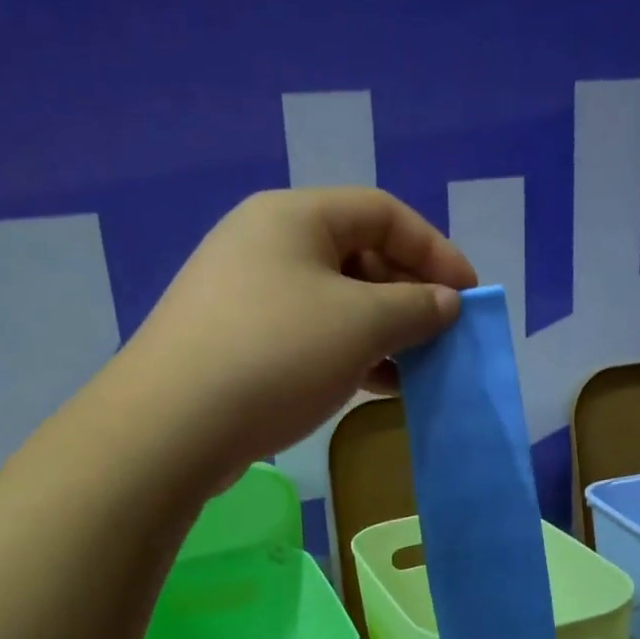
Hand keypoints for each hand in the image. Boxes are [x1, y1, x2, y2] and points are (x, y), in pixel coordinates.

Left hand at [121, 188, 477, 478]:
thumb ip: (415, 307)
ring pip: (332, 301)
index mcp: (294, 216)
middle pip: (356, 255)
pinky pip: (305, 333)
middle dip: (407, 296)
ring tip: (413, 370)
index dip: (435, 250)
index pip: (383, 212)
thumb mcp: (361, 325)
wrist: (171, 425)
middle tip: (439, 338)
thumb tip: (446, 303)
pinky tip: (370, 386)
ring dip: (379, 332)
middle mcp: (264, 242)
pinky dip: (344, 353)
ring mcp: (242, 293)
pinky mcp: (232, 340)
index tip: (468, 296)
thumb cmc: (277, 355)